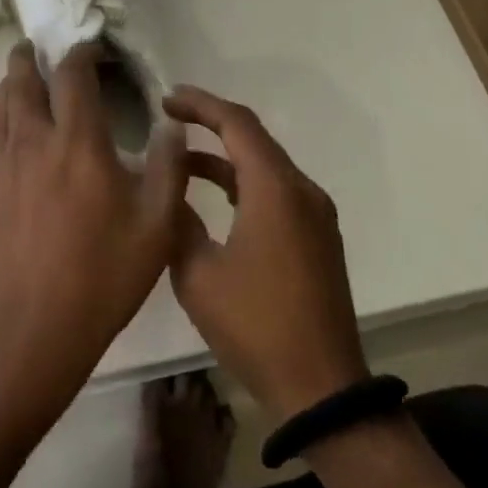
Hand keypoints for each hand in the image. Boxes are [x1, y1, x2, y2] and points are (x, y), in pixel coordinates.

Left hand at [0, 42, 186, 419]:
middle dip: (27, 59)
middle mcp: (33, 143)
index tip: (86, 45)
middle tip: (31, 46)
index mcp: (77, 143)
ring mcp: (2, 168)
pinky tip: (13, 139)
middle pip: (22, 84)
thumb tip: (171, 126)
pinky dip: (4, 125)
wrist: (26, 328)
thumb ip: (168, 170)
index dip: (79, 54)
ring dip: (10, 86)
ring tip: (16, 76)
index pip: (73, 78)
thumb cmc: (100, 277)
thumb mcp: (155, 228)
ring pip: (1, 110)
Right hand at [164, 85, 369, 423]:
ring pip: (265, 166)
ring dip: (225, 156)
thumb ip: (178, 222)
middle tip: (169, 117)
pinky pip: (276, 191)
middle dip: (211, 123)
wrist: (321, 389)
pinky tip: (213, 195)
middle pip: (254, 138)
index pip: (237, 124)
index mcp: (275, 191)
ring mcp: (315, 216)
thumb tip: (166, 193)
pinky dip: (243, 181)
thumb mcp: (198, 274)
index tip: (166, 98)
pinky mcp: (317, 238)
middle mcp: (302, 191)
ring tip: (180, 157)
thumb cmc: (255, 326)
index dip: (200, 104)